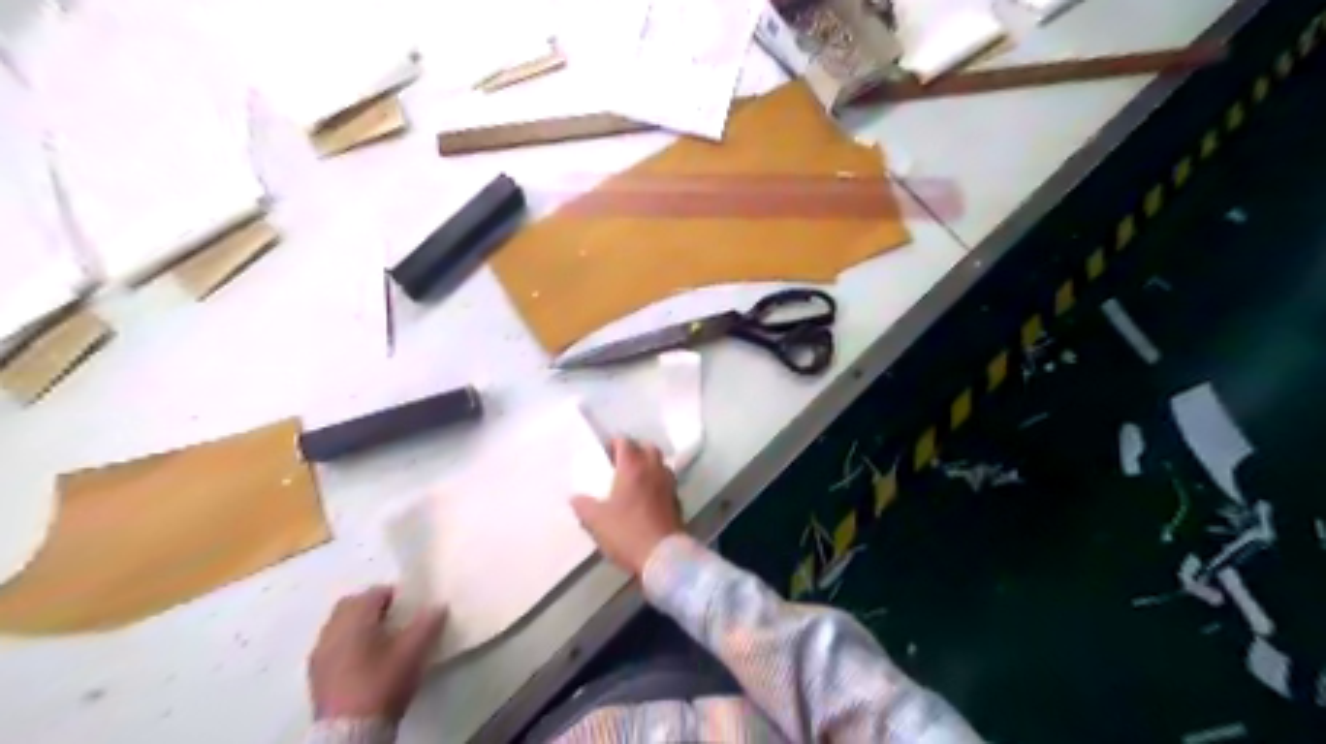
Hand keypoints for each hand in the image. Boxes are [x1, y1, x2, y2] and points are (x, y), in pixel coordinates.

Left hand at [312, 587, 450, 721]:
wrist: (350, 732)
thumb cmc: (382, 682)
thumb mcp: (414, 651)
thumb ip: (428, 624)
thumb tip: (438, 606)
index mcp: (355, 619)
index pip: (373, 593)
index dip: (394, 595)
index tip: (409, 606)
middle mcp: (332, 630)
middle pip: (350, 605)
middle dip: (371, 606)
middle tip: (394, 618)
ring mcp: (319, 653)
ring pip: (338, 626)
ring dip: (357, 625)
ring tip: (380, 640)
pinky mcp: (315, 675)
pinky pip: (332, 646)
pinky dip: (346, 644)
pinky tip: (363, 660)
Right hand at [571, 439, 684, 578]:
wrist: (662, 556)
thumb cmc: (626, 533)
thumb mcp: (596, 521)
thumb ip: (583, 506)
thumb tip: (574, 498)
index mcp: (633, 468)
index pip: (625, 442)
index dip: (614, 444)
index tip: (604, 453)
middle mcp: (653, 470)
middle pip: (648, 448)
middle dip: (635, 450)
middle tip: (621, 463)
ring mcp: (669, 484)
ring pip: (660, 464)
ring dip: (649, 465)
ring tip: (634, 479)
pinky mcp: (677, 501)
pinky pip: (667, 483)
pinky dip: (657, 483)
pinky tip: (647, 497)